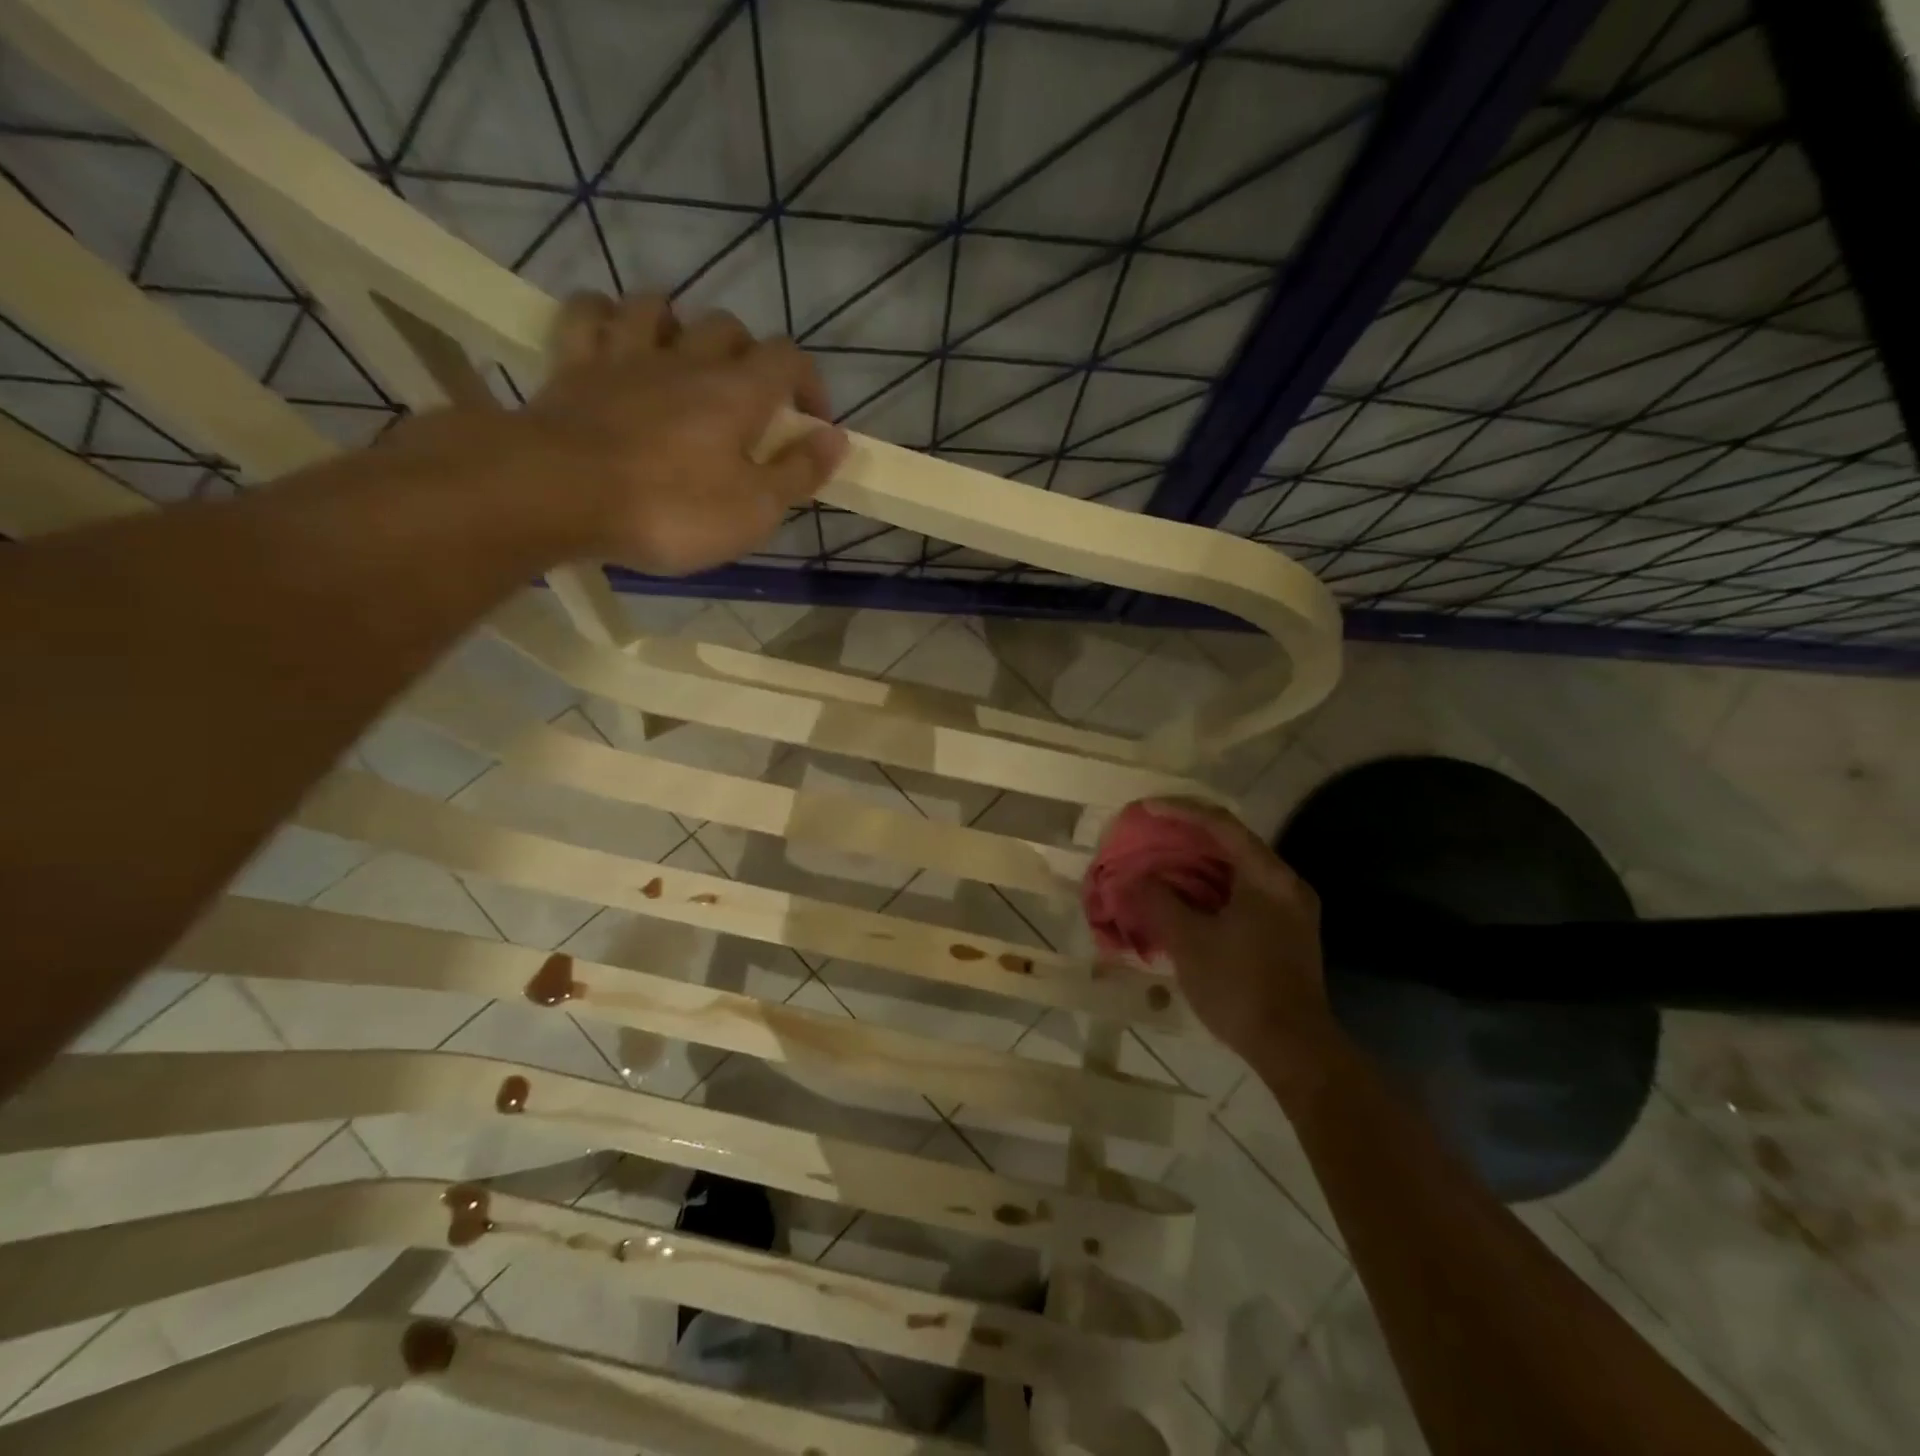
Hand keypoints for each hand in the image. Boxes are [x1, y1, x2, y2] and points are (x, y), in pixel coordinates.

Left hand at [519, 292, 847, 574]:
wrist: (559, 493)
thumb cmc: (671, 509)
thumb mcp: (754, 509)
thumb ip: (799, 472)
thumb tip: (836, 438)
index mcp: (737, 393)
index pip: (789, 359)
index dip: (809, 383)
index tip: (811, 422)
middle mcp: (686, 359)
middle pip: (729, 327)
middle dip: (749, 356)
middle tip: (748, 401)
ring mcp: (625, 355)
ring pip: (659, 307)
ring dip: (679, 326)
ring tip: (684, 361)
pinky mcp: (573, 364)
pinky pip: (589, 313)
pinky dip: (606, 316)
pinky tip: (614, 336)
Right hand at [1132, 799, 1332, 1063]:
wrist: (1294, 1049)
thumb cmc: (1240, 987)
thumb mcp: (1189, 942)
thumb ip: (1157, 901)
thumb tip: (1132, 878)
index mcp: (1268, 876)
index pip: (1221, 824)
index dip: (1179, 810)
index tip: (1144, 808)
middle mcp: (1284, 884)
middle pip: (1230, 843)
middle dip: (1184, 836)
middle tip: (1147, 834)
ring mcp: (1288, 909)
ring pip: (1234, 870)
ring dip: (1194, 864)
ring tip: (1156, 862)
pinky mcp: (1283, 932)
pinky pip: (1240, 893)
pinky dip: (1208, 888)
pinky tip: (1181, 898)